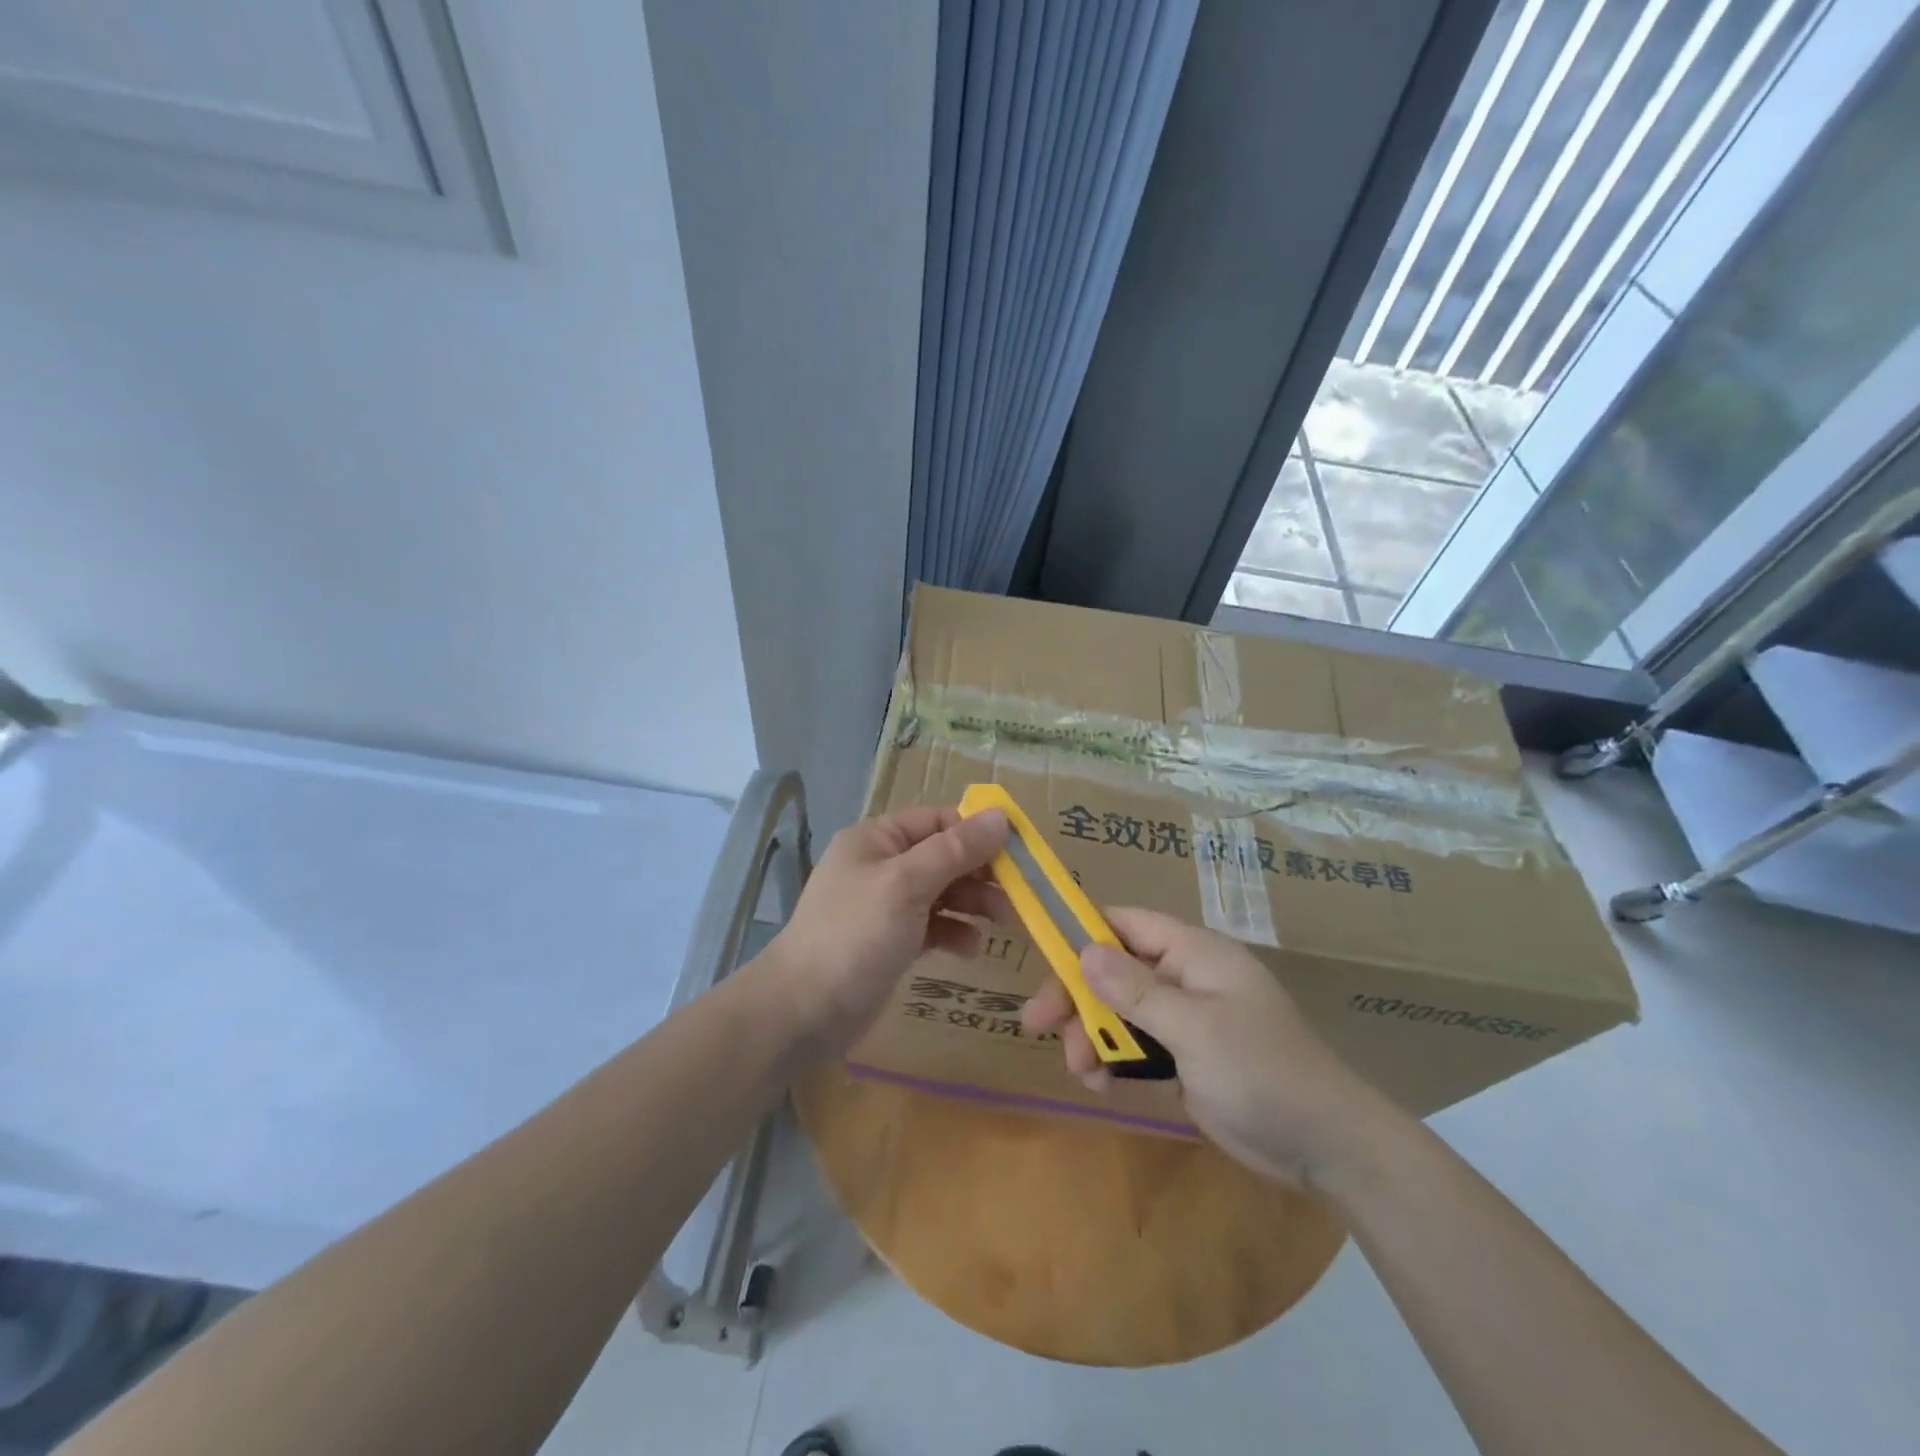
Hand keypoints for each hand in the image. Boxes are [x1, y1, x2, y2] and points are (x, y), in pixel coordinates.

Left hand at [761, 805, 1010, 1055]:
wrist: (802, 1011)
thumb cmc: (854, 936)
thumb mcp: (906, 885)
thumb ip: (955, 850)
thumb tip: (1002, 816)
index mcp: (877, 838)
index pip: (938, 820)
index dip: (977, 832)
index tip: (1019, 853)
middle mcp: (881, 865)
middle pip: (943, 856)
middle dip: (980, 873)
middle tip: (1018, 895)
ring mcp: (885, 905)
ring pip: (942, 892)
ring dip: (973, 903)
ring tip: (1003, 922)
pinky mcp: (891, 941)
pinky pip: (932, 926)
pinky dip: (953, 932)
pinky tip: (970, 949)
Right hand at [1022, 907, 1384, 1187]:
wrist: (1327, 1147)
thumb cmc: (1263, 1073)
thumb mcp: (1196, 1029)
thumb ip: (1137, 991)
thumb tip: (1084, 951)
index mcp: (1194, 953)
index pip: (1125, 923)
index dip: (1081, 933)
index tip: (1041, 958)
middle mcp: (1185, 976)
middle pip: (1114, 969)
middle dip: (1076, 995)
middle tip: (1036, 1024)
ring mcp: (1185, 1017)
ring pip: (1119, 1008)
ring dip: (1092, 1033)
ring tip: (1081, 1070)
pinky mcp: (1186, 1054)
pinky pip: (1136, 1043)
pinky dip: (1113, 1056)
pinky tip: (1101, 1083)